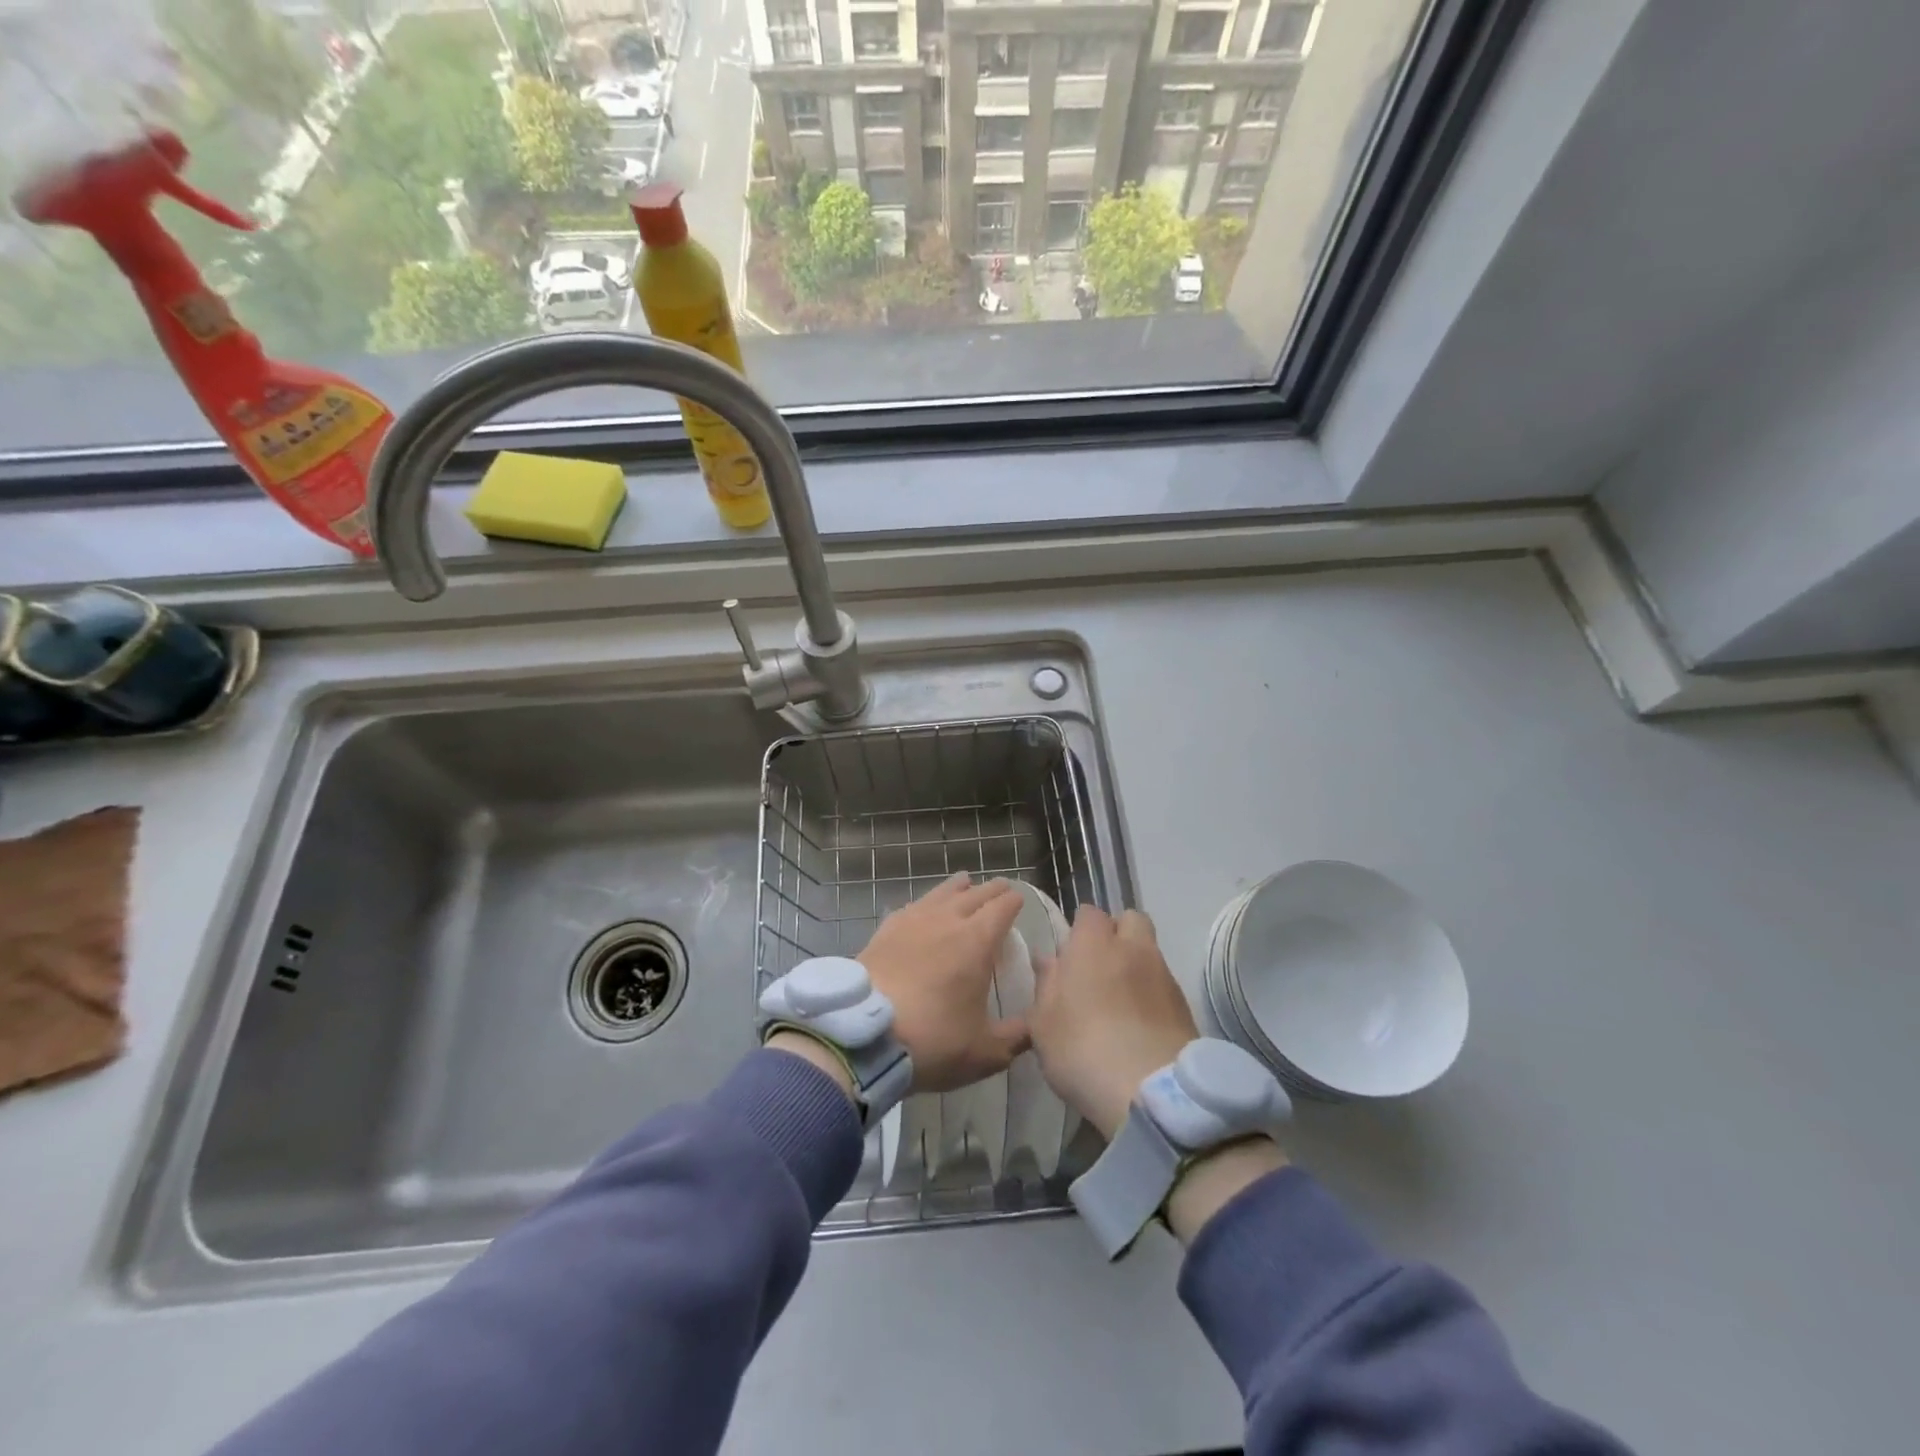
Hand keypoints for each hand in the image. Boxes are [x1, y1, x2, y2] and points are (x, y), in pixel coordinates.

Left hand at [858, 873, 1027, 1092]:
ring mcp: (913, 920)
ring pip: (941, 892)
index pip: (1002, 907)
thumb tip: (1035, 1028)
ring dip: (958, 887)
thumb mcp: (984, 1052)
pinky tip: (922, 908)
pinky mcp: (886, 929)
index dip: (1014, 901)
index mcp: (977, 940)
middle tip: (1000, 889)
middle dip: (991, 890)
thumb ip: (1015, 1038)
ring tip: (965, 883)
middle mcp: (947, 920)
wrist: (864, 1034)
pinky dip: (926, 903)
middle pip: (975, 893)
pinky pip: (913, 906)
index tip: (1020, 900)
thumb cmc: (932, 1039)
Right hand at [1029, 906, 1198, 1138]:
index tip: (1069, 953)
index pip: (1089, 913)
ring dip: (1136, 965)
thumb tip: (1048, 959)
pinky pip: (1165, 985)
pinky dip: (1152, 994)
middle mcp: (1133, 948)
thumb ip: (1046, 985)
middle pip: (1131, 920)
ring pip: (1150, 952)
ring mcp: (1164, 975)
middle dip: (1117, 934)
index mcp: (1093, 944)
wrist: (1152, 1091)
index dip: (1080, 929)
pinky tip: (1140, 1024)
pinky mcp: (1185, 1006)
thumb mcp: (1043, 1023)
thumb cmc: (1082, 1049)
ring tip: (1120, 1000)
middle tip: (1099, 966)